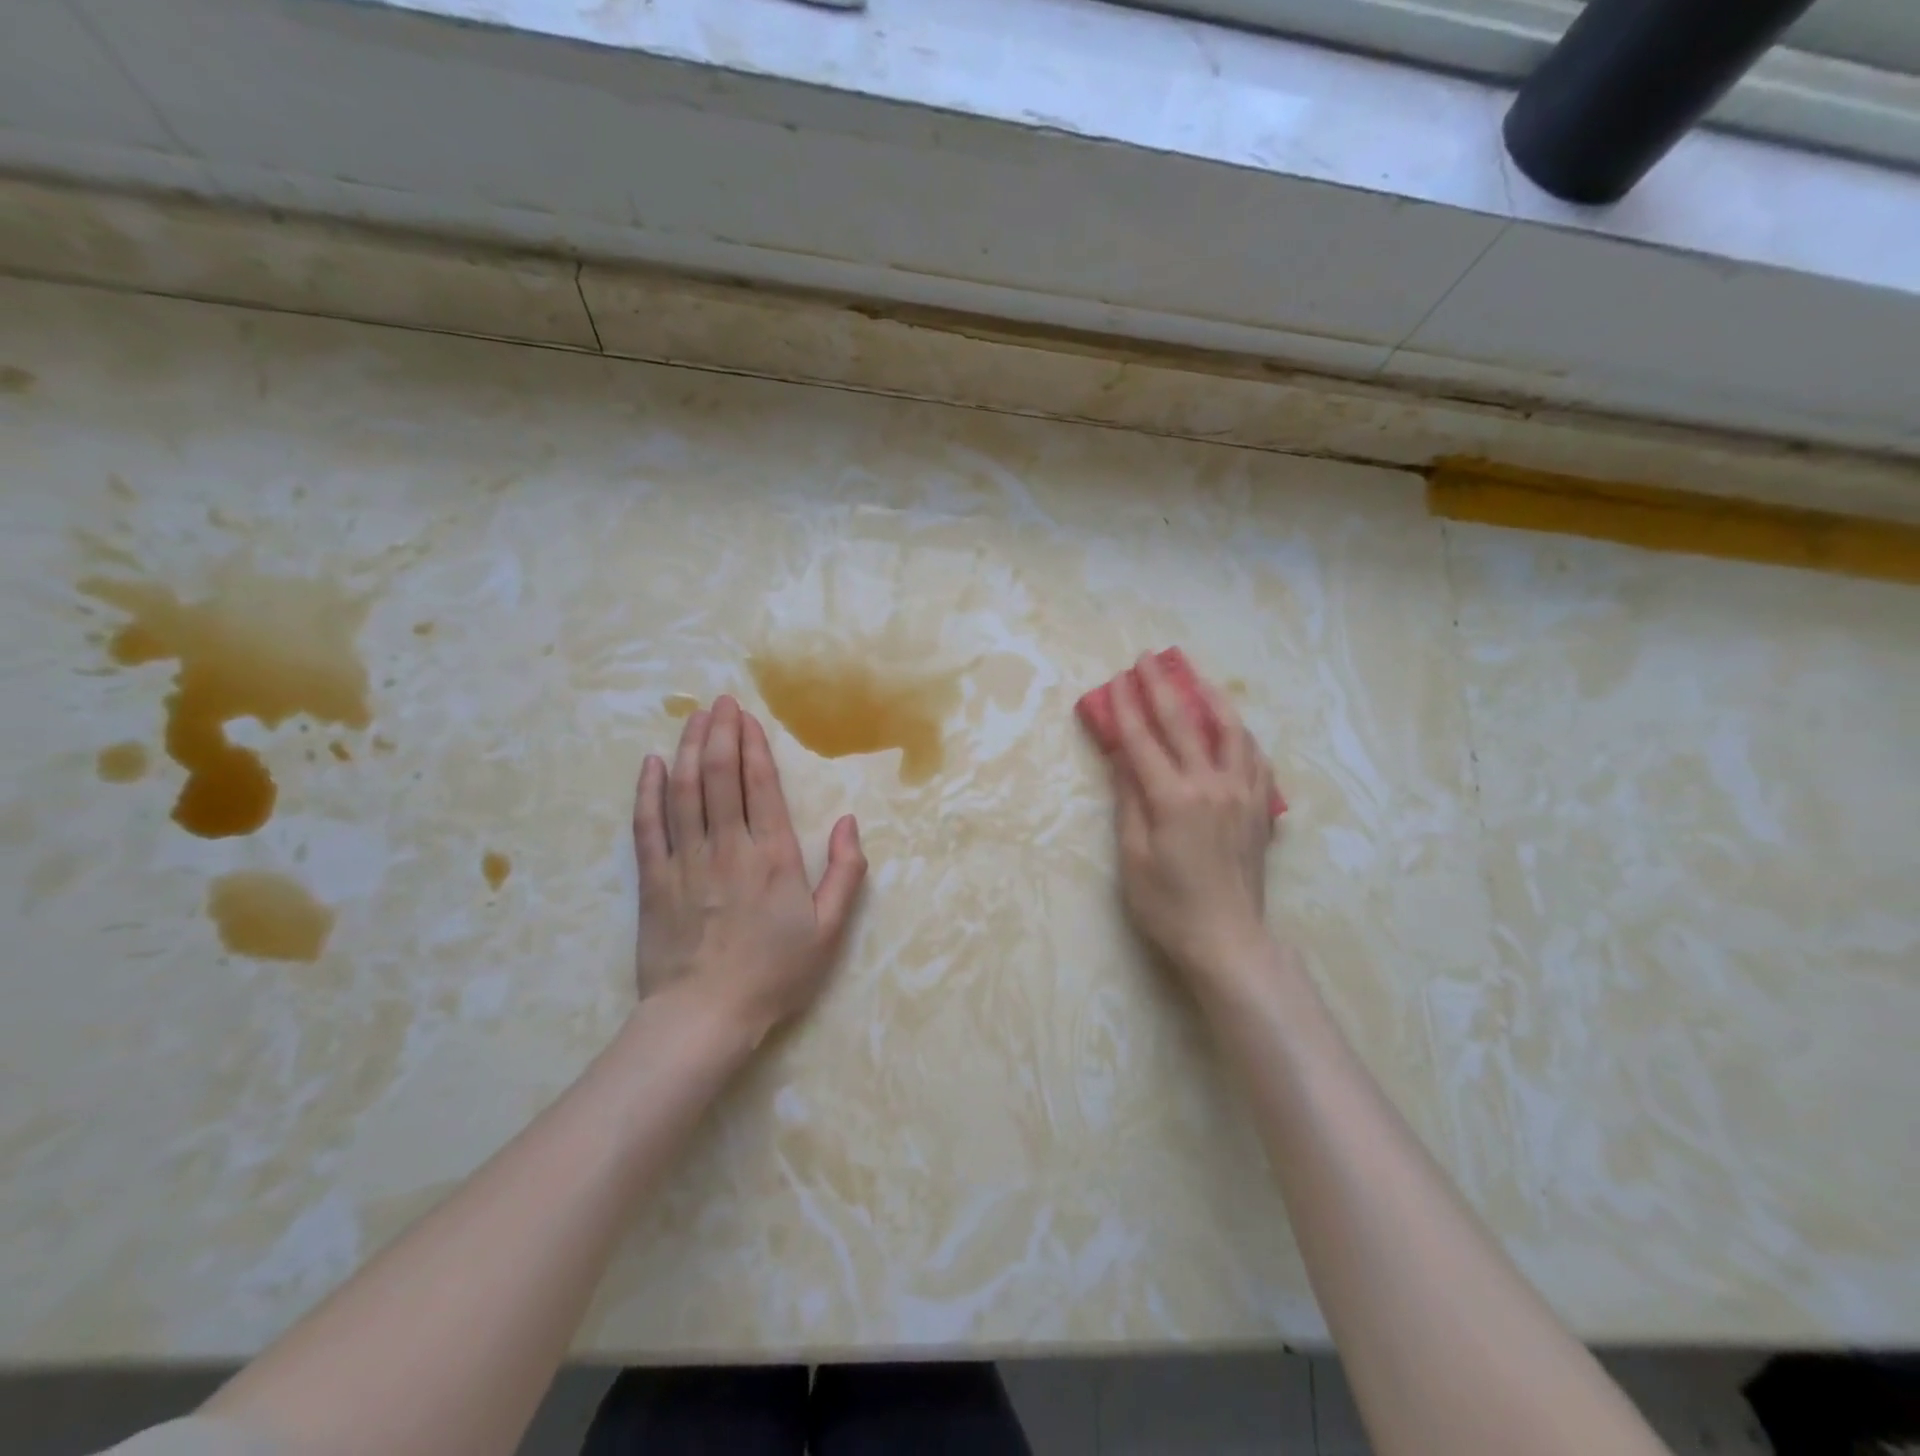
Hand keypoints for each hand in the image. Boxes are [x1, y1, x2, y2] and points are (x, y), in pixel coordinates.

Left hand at [632, 695, 866, 1037]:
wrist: (704, 1017)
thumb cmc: (774, 973)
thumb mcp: (829, 930)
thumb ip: (846, 873)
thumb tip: (850, 822)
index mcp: (773, 856)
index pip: (760, 785)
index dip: (753, 745)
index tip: (747, 717)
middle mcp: (728, 846)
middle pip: (719, 775)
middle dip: (719, 732)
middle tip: (719, 701)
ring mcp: (685, 860)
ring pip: (683, 790)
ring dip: (687, 748)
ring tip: (692, 717)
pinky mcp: (653, 879)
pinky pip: (647, 825)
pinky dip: (648, 791)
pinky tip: (650, 764)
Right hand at [1106, 652, 1276, 982]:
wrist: (1228, 940)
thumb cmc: (1167, 905)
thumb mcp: (1133, 856)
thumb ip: (1128, 801)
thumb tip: (1120, 757)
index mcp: (1173, 799)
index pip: (1143, 740)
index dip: (1125, 707)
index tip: (1115, 679)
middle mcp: (1211, 785)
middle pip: (1184, 723)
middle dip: (1162, 686)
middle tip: (1148, 658)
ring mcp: (1242, 794)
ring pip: (1229, 730)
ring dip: (1210, 697)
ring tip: (1195, 677)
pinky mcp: (1260, 808)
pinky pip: (1254, 757)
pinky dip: (1239, 734)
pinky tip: (1230, 728)